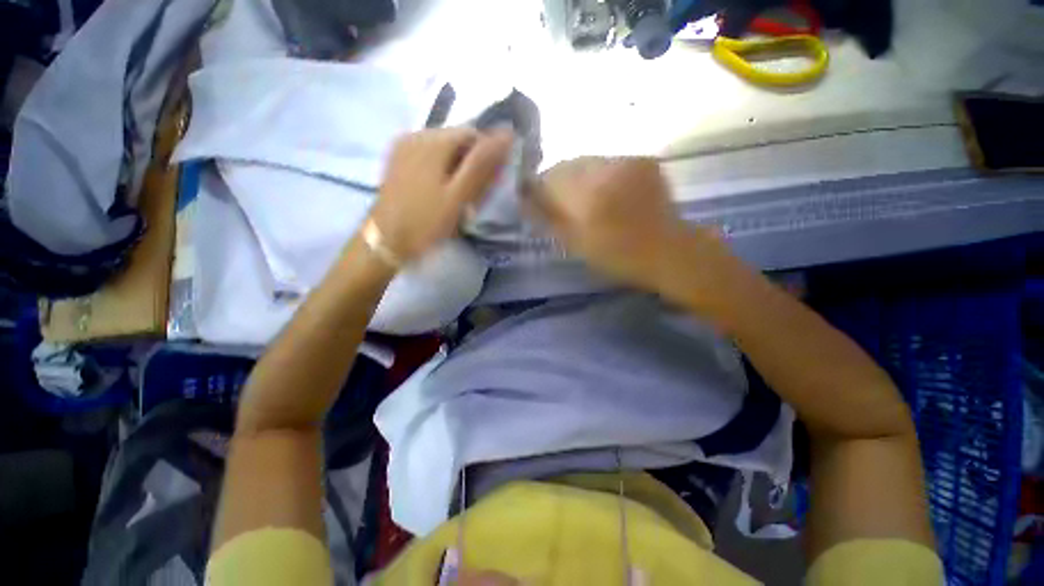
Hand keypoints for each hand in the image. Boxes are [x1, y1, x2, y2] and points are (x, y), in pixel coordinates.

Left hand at [368, 128, 513, 263]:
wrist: (386, 240)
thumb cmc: (427, 221)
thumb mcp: (459, 196)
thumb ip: (482, 164)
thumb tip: (507, 134)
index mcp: (434, 141)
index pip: (473, 134)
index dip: (486, 156)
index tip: (489, 183)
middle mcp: (416, 134)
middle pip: (456, 140)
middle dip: (470, 163)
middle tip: (473, 194)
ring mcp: (403, 146)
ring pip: (443, 149)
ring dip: (456, 167)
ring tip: (457, 196)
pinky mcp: (397, 159)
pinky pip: (428, 156)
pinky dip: (440, 169)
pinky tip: (439, 191)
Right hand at [530, 157, 731, 305]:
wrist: (666, 251)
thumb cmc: (617, 256)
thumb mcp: (575, 244)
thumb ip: (549, 219)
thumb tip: (528, 201)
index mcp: (586, 197)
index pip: (548, 179)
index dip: (537, 188)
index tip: (534, 199)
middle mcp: (605, 170)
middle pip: (566, 165)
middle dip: (556, 180)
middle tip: (559, 198)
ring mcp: (627, 161)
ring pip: (587, 161)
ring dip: (579, 176)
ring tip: (585, 196)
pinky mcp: (642, 159)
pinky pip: (608, 161)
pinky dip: (600, 174)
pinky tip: (607, 190)